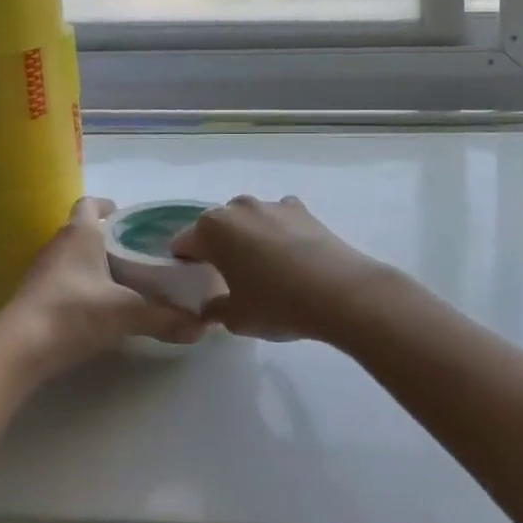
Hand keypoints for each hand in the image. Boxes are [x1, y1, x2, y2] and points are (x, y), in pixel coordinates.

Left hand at [0, 198, 205, 377]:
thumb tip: (203, 327)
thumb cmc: (73, 312)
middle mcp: (58, 244)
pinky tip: (93, 307)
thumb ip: (165, 318)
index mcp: (81, 233)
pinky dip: (75, 286)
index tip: (126, 219)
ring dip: (89, 263)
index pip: (90, 204)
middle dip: (105, 238)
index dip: (107, 207)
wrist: (17, 350)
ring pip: (69, 256)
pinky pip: (58, 280)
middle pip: (82, 230)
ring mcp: (40, 271)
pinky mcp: (31, 297)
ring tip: (118, 281)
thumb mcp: (127, 314)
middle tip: (134, 254)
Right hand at [171, 195, 381, 341]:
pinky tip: (291, 258)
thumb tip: (211, 305)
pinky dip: (279, 233)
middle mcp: (239, 207)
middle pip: (217, 226)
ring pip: (249, 220)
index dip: (185, 264)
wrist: (338, 291)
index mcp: (213, 228)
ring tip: (265, 269)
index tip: (196, 284)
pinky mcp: (302, 208)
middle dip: (218, 247)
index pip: (184, 243)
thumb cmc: (276, 304)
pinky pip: (279, 219)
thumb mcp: (235, 318)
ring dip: (250, 237)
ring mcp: (272, 203)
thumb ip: (214, 308)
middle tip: (229, 278)